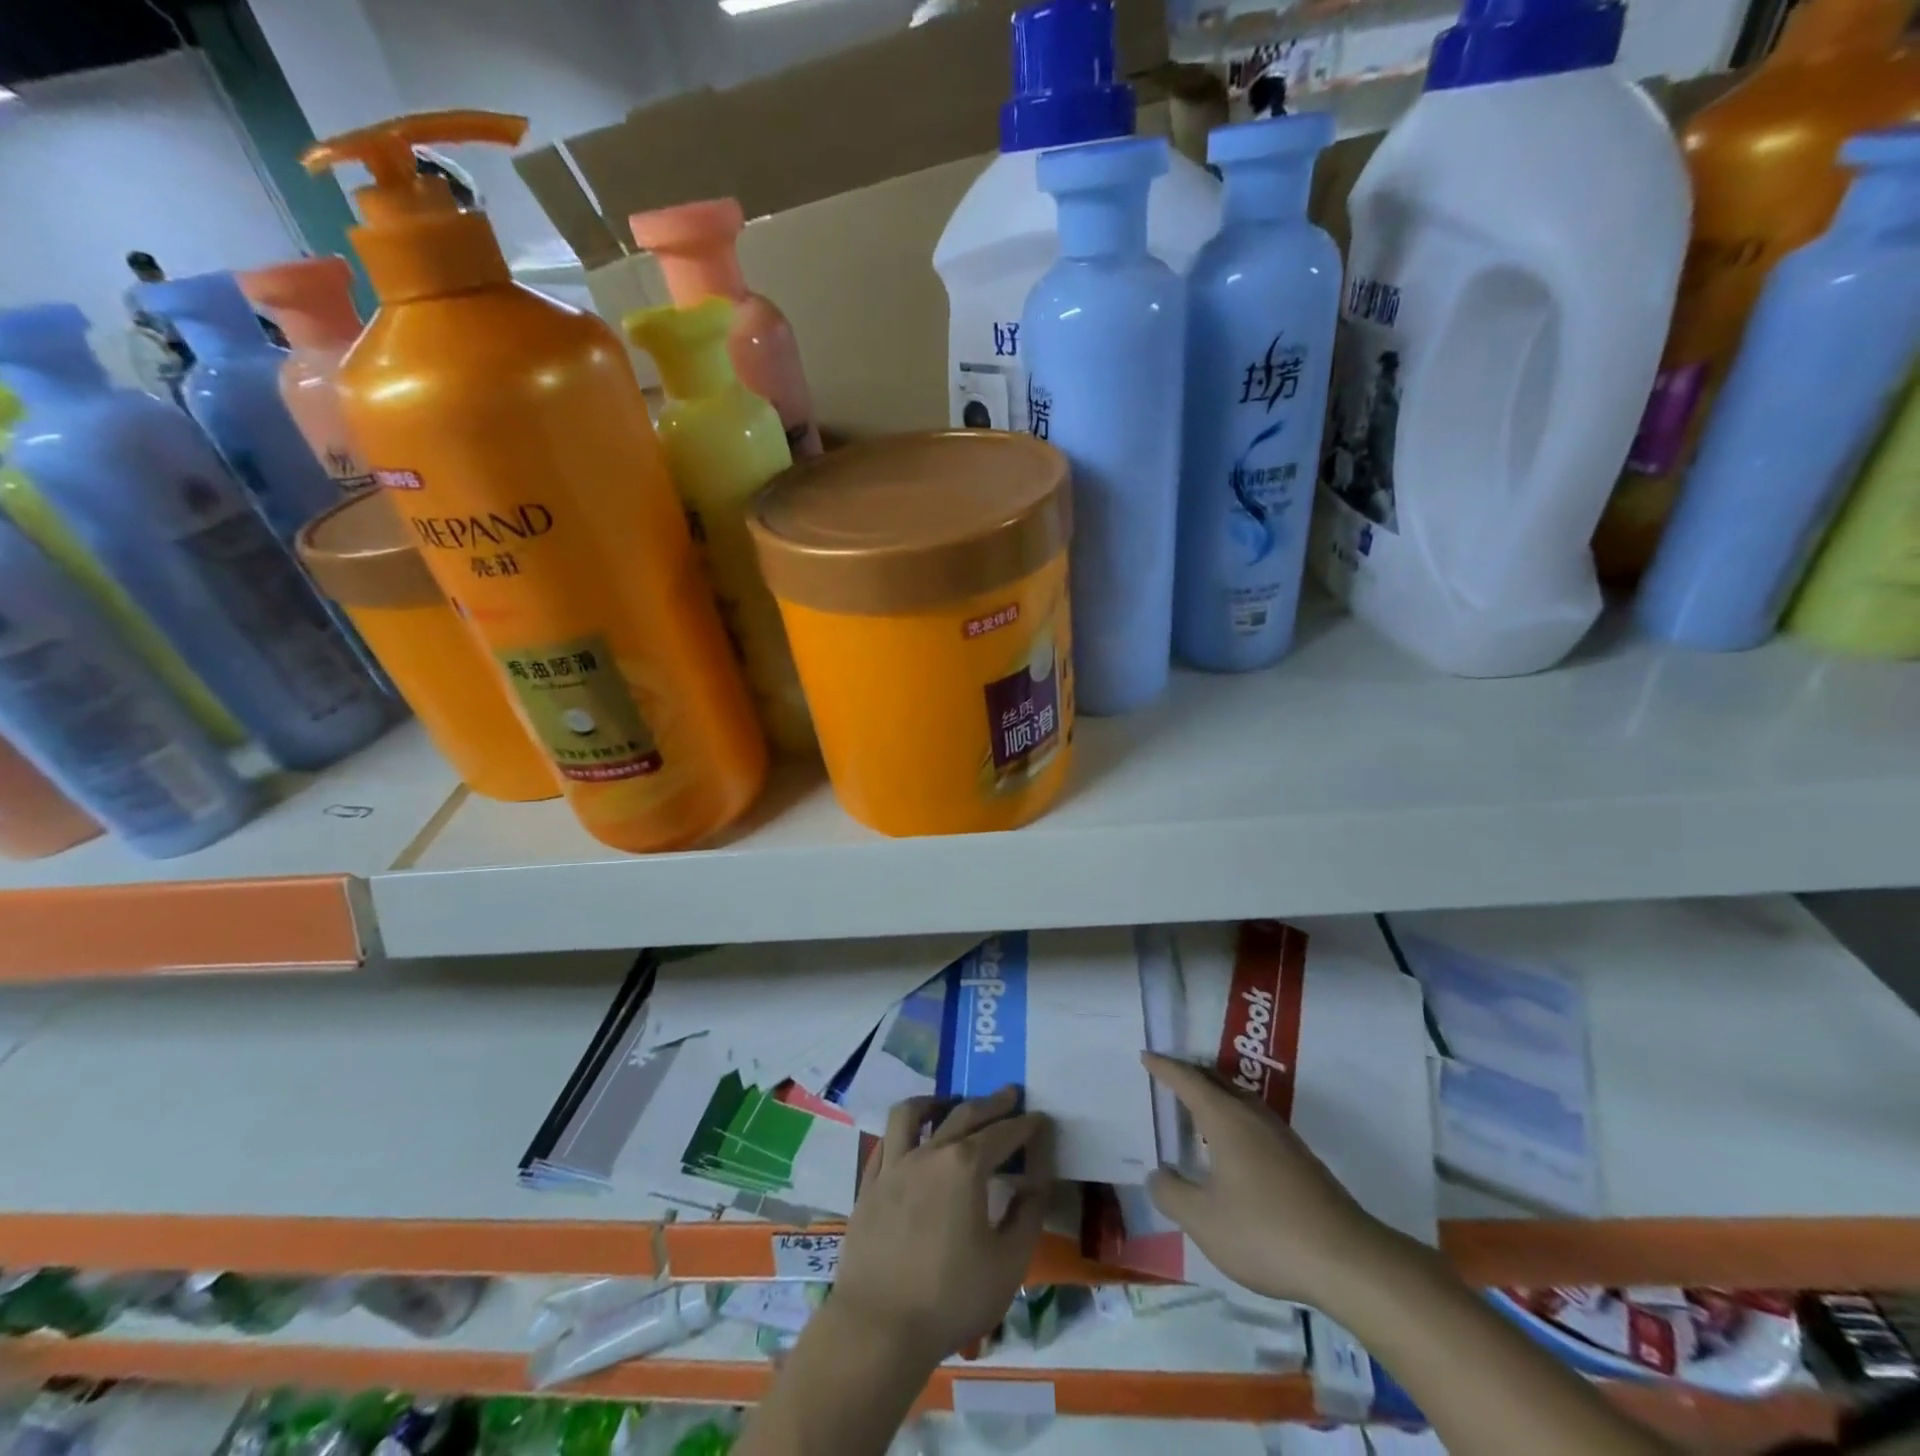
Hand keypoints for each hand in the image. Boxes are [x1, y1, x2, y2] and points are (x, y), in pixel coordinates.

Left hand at [832, 1087, 1055, 1365]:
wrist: (879, 1326)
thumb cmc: (951, 1298)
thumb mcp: (1008, 1264)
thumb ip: (1027, 1217)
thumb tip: (1035, 1183)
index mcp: (966, 1166)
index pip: (1003, 1134)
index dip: (1024, 1124)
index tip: (1039, 1116)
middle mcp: (929, 1153)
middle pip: (963, 1113)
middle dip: (991, 1103)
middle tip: (1009, 1094)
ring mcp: (894, 1165)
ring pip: (912, 1113)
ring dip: (936, 1101)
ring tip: (950, 1103)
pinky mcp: (869, 1185)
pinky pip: (886, 1142)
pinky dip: (903, 1132)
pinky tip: (911, 1141)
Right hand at [1142, 1052, 1395, 1305]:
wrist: (1348, 1260)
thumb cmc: (1266, 1233)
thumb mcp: (1204, 1221)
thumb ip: (1172, 1194)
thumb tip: (1157, 1174)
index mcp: (1225, 1119)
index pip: (1188, 1081)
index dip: (1165, 1068)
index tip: (1146, 1055)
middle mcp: (1253, 1116)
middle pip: (1217, 1081)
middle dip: (1190, 1073)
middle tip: (1168, 1073)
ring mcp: (1281, 1136)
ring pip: (1240, 1099)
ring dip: (1215, 1094)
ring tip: (1196, 1105)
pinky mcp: (1300, 1159)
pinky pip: (1255, 1120)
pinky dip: (1233, 1116)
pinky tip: (1232, 1146)